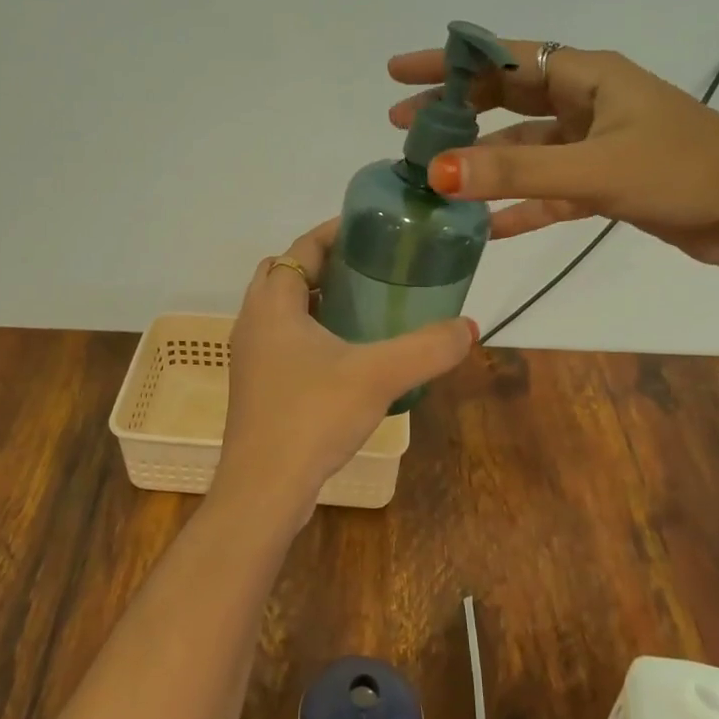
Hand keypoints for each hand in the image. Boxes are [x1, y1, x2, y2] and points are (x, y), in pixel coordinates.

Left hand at [218, 221, 475, 520]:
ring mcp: (250, 356)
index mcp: (273, 304)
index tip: (372, 229)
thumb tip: (468, 328)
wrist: (263, 489)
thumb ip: (427, 348)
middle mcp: (253, 322)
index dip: (335, 232)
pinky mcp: (256, 386)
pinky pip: (283, 340)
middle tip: (370, 268)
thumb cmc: (312, 416)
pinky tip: (346, 356)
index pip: (302, 247)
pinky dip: (309, 331)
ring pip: (282, 309)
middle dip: (325, 263)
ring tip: (364, 305)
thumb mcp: (378, 376)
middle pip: (286, 273)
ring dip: (316, 299)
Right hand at [388, 42, 718, 280]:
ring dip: (483, 160)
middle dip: (455, 110)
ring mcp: (596, 143)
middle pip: (506, 98)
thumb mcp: (595, 168)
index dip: (447, 63)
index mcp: (588, 76)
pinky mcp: (605, 182)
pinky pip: (548, 189)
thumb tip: (438, 172)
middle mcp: (587, 102)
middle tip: (403, 126)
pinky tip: (487, 227)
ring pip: (524, 147)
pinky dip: (519, 204)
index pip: (502, 58)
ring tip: (433, 174)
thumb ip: (516, 171)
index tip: (398, 73)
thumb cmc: (684, 171)